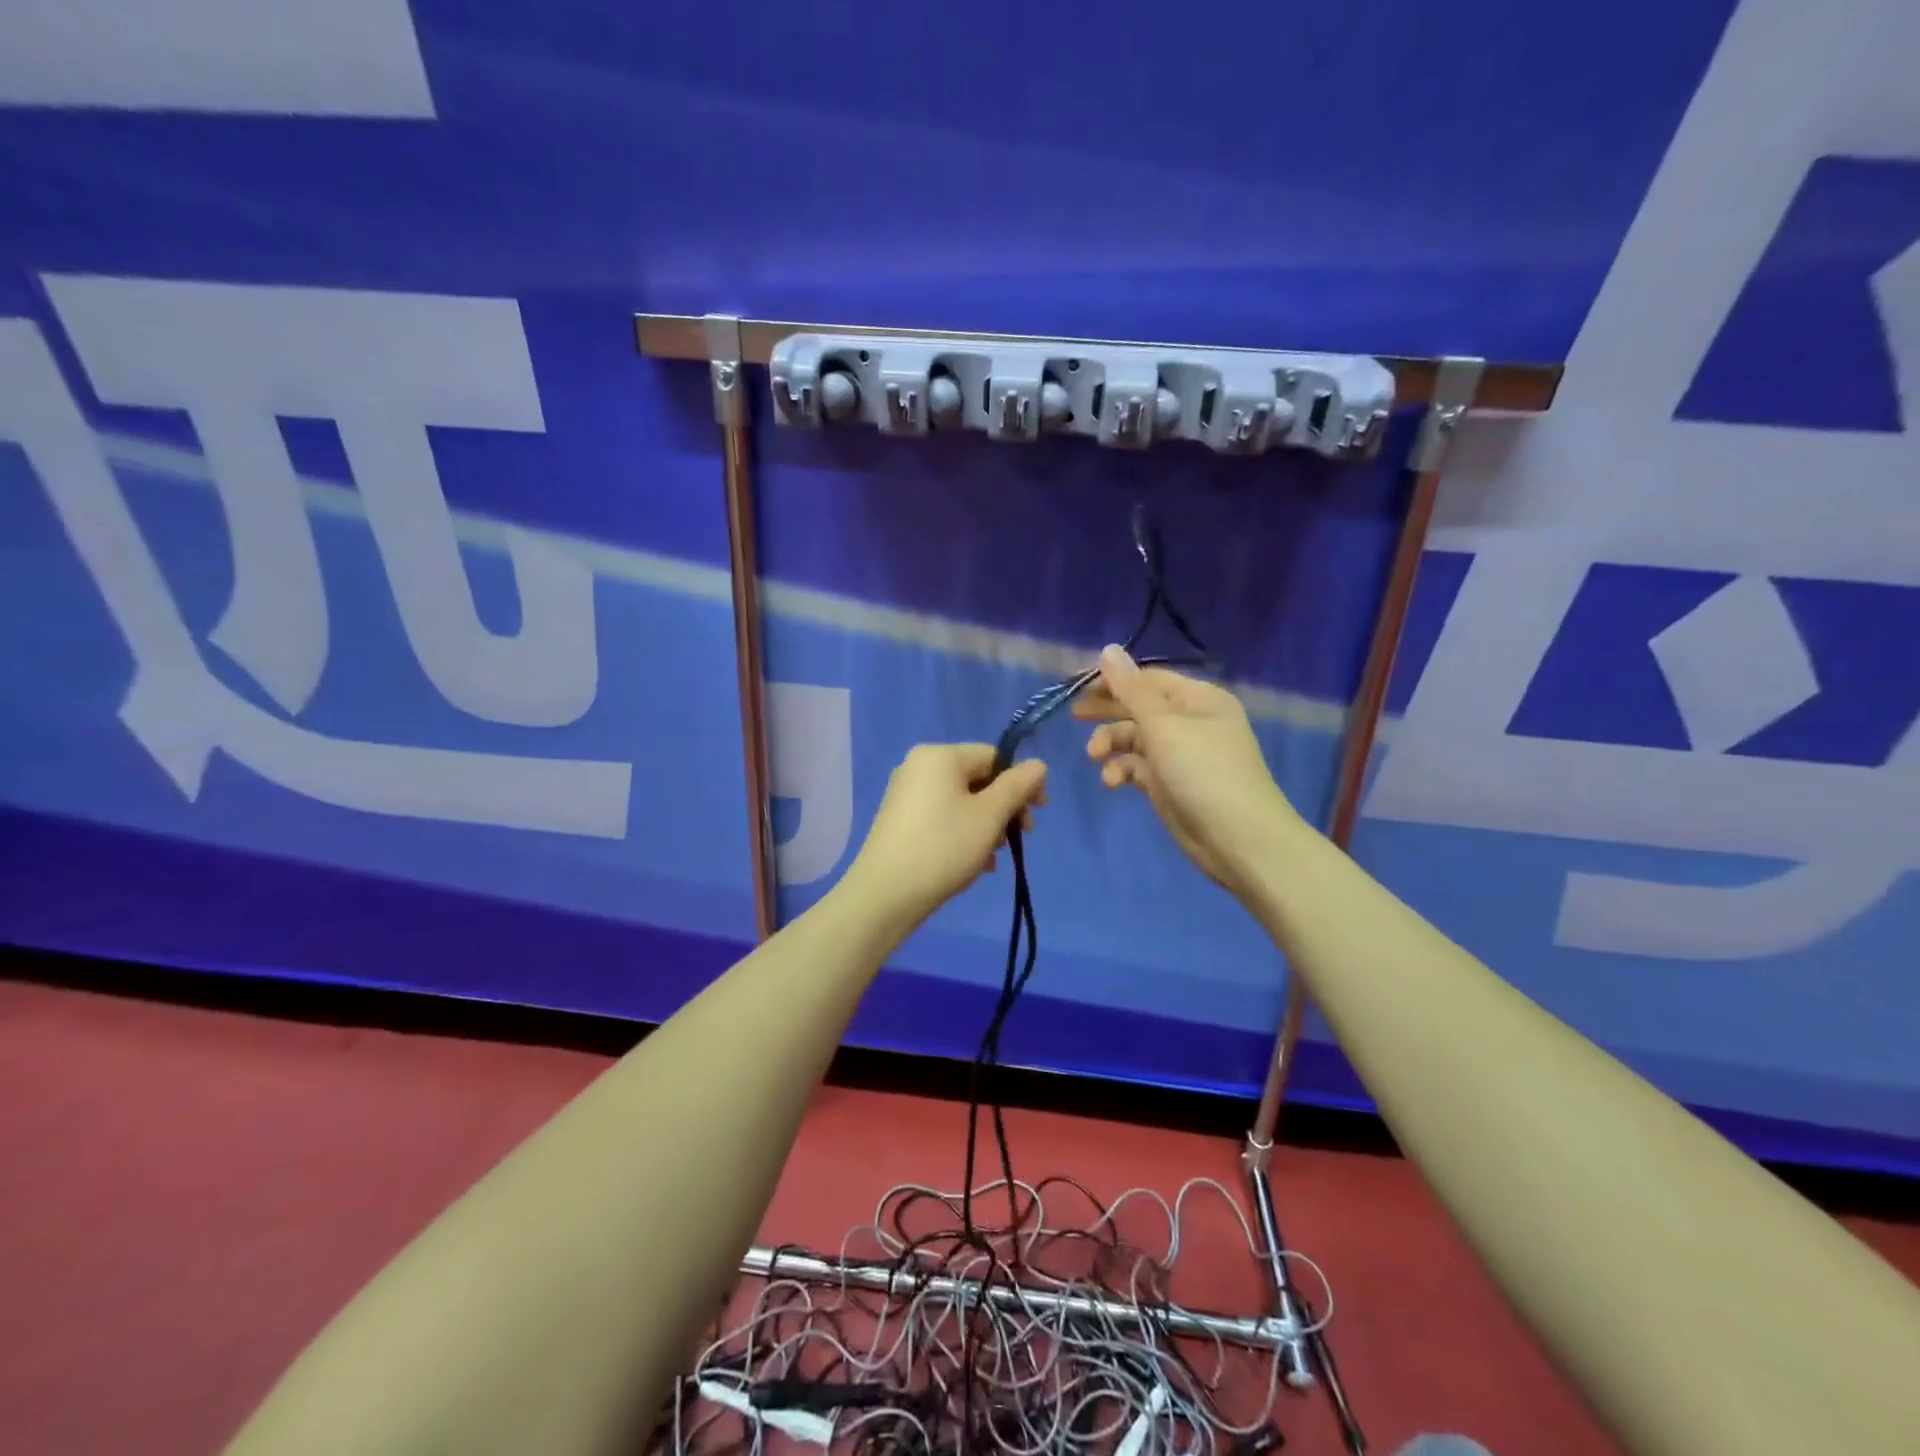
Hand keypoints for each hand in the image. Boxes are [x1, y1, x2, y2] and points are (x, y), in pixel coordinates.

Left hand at [843, 743, 1047, 925]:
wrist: (885, 894)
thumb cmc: (944, 847)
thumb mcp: (990, 816)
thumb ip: (1018, 786)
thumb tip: (1038, 765)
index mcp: (939, 756)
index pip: (994, 756)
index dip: (1021, 782)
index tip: (1037, 814)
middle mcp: (918, 766)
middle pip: (977, 779)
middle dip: (1002, 809)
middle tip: (1017, 839)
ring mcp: (905, 793)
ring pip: (961, 802)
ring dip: (985, 826)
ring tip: (992, 858)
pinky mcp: (899, 820)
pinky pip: (942, 817)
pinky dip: (962, 834)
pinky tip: (974, 864)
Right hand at [1073, 646, 1305, 902]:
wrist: (1239, 839)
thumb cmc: (1203, 772)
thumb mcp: (1164, 726)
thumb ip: (1131, 690)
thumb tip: (1107, 649)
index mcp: (1198, 699)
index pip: (1149, 678)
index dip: (1115, 680)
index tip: (1079, 687)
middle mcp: (1190, 721)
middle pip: (1140, 707)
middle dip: (1108, 711)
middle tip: (1075, 715)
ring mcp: (1180, 754)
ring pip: (1135, 739)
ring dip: (1112, 744)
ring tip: (1095, 756)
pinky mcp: (1170, 784)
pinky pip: (1138, 767)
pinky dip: (1122, 770)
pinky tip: (1112, 782)